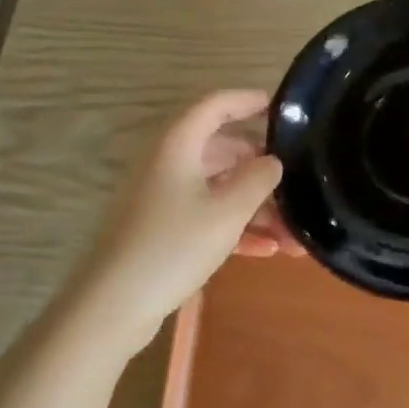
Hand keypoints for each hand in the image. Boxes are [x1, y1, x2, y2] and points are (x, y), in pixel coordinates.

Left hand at [70, 90, 301, 355]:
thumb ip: (258, 179)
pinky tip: (268, 250)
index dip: (248, 100)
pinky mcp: (161, 228)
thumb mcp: (227, 212)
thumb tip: (272, 162)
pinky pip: (206, 215)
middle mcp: (168, 162)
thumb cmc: (172, 247)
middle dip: (261, 167)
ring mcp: (162, 196)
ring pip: (218, 187)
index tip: (280, 106)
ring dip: (255, 205)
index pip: (216, 105)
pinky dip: (235, 226)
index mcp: (178, 144)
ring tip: (293, 231)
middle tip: (297, 178)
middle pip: (222, 149)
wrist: (111, 307)